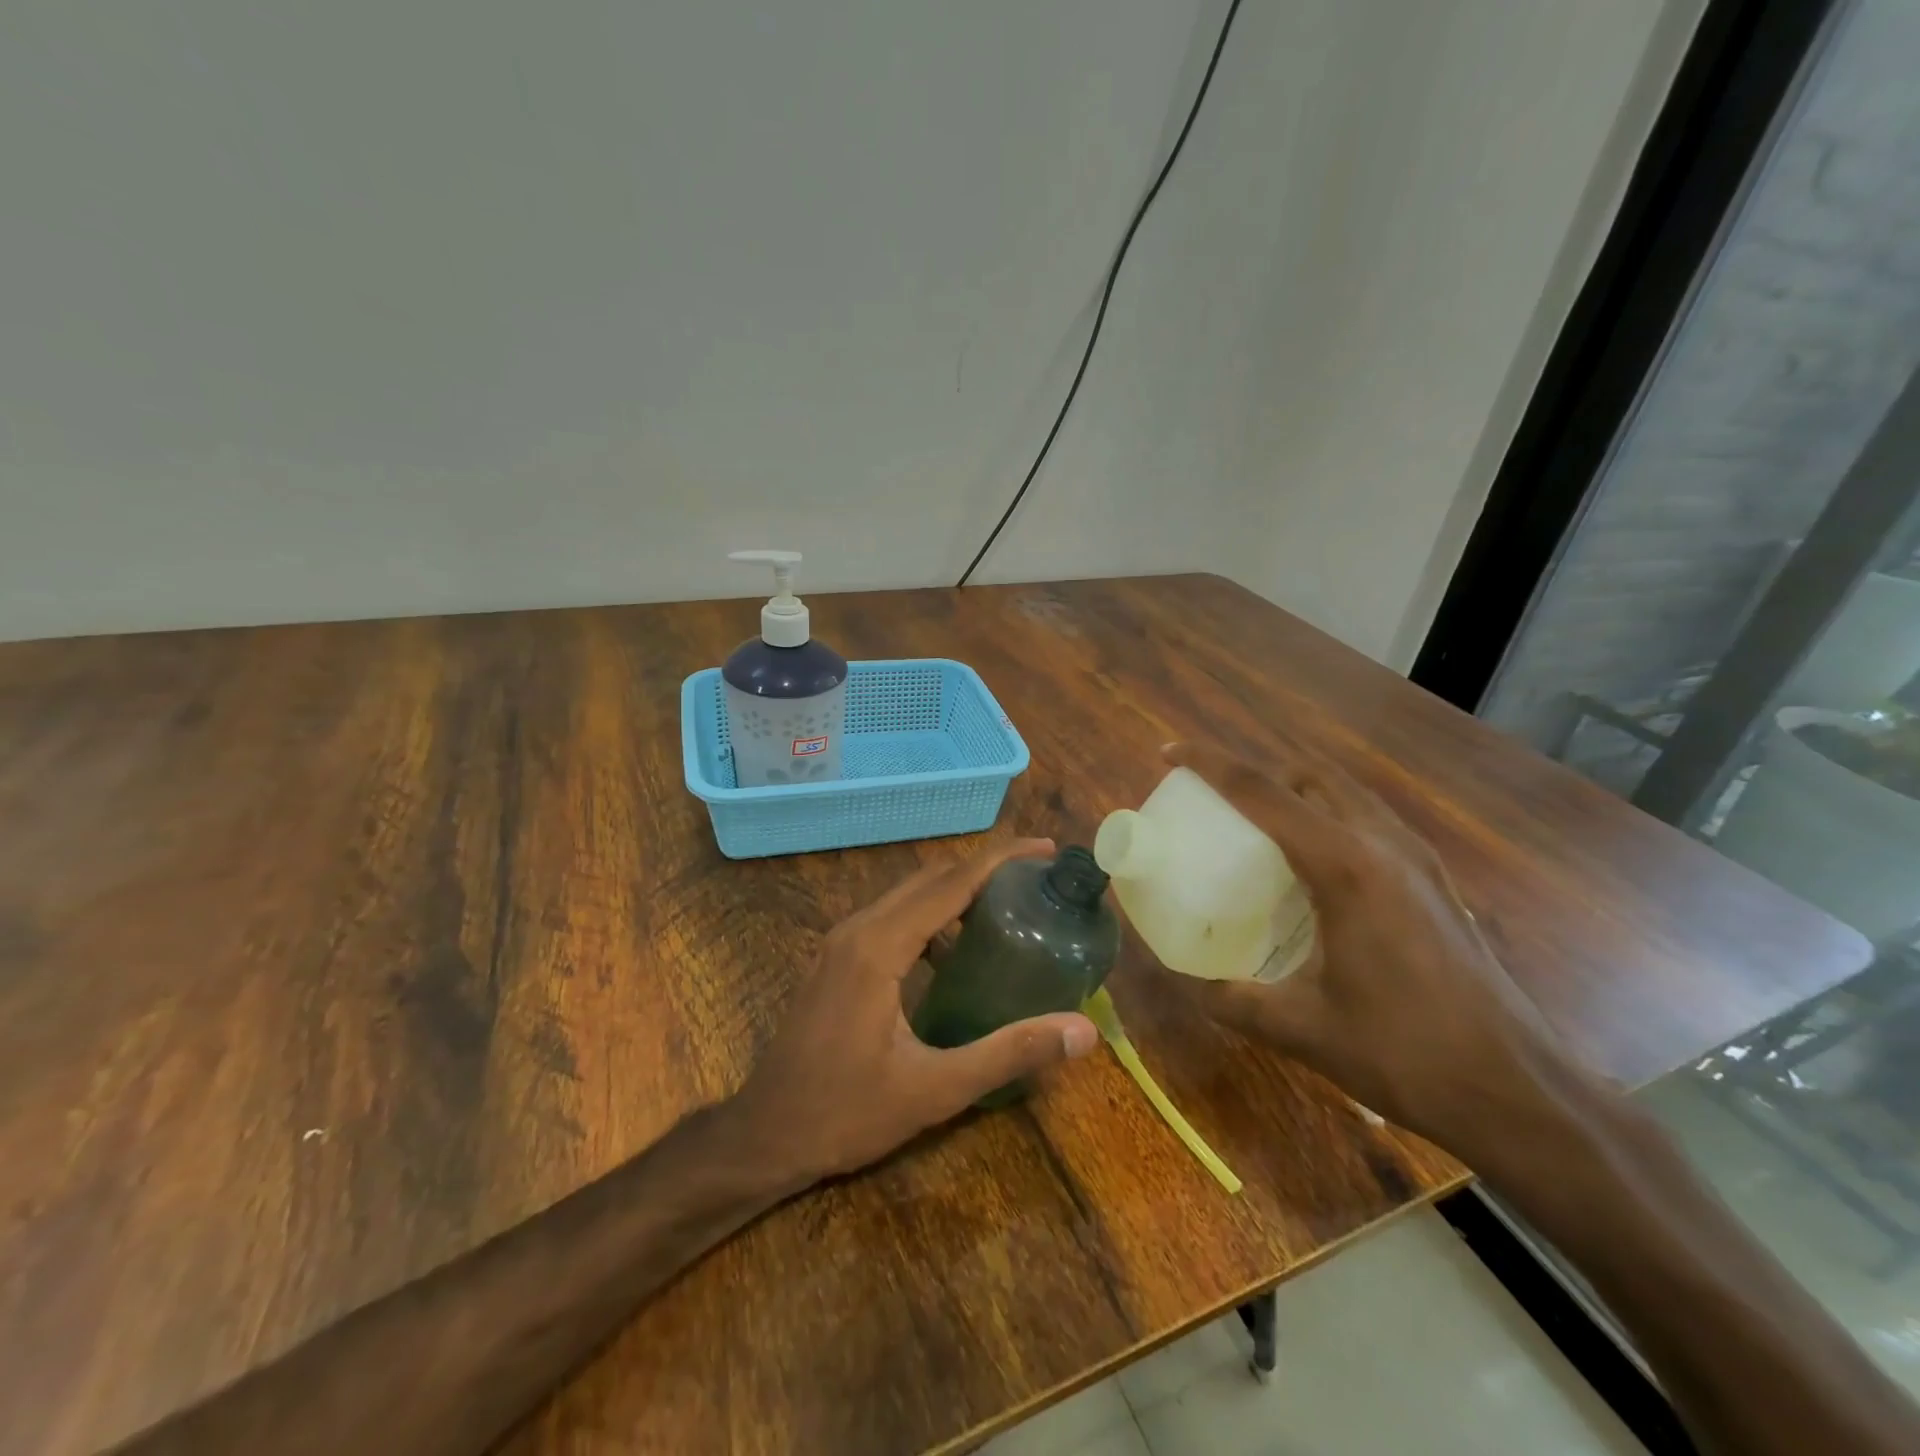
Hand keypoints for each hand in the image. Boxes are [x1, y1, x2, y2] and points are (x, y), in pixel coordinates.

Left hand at [731, 839, 1099, 1184]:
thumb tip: (1083, 1031)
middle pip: (931, 878)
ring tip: (1007, 911)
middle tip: (1036, 882)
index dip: (1002, 860)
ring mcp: (841, 940)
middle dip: (985, 869)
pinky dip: (931, 917)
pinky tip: (956, 953)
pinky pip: (892, 917)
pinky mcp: (836, 958)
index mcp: (879, 946)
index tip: (1044, 851)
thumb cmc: (846, 1113)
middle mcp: (858, 928)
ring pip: (908, 895)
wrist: (764, 1135)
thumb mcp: (936, 1089)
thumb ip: (1010, 1052)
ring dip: (956, 891)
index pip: (952, 883)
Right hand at [1162, 741, 1600, 1160]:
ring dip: (1295, 790)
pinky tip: (1311, 866)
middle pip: (1308, 775)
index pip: (1262, 792)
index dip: (1209, 764)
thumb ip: (1234, 1000)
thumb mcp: (1301, 1028)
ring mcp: (1416, 858)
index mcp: (1345, 866)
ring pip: (1344, 792)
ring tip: (1257, 824)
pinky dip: (1327, 815)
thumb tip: (1191, 982)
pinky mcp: (1433, 879)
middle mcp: (1383, 843)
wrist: (1518, 1091)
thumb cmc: (1404, 1052)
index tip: (1169, 754)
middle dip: (1256, 771)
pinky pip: (1367, 819)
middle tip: (1215, 799)